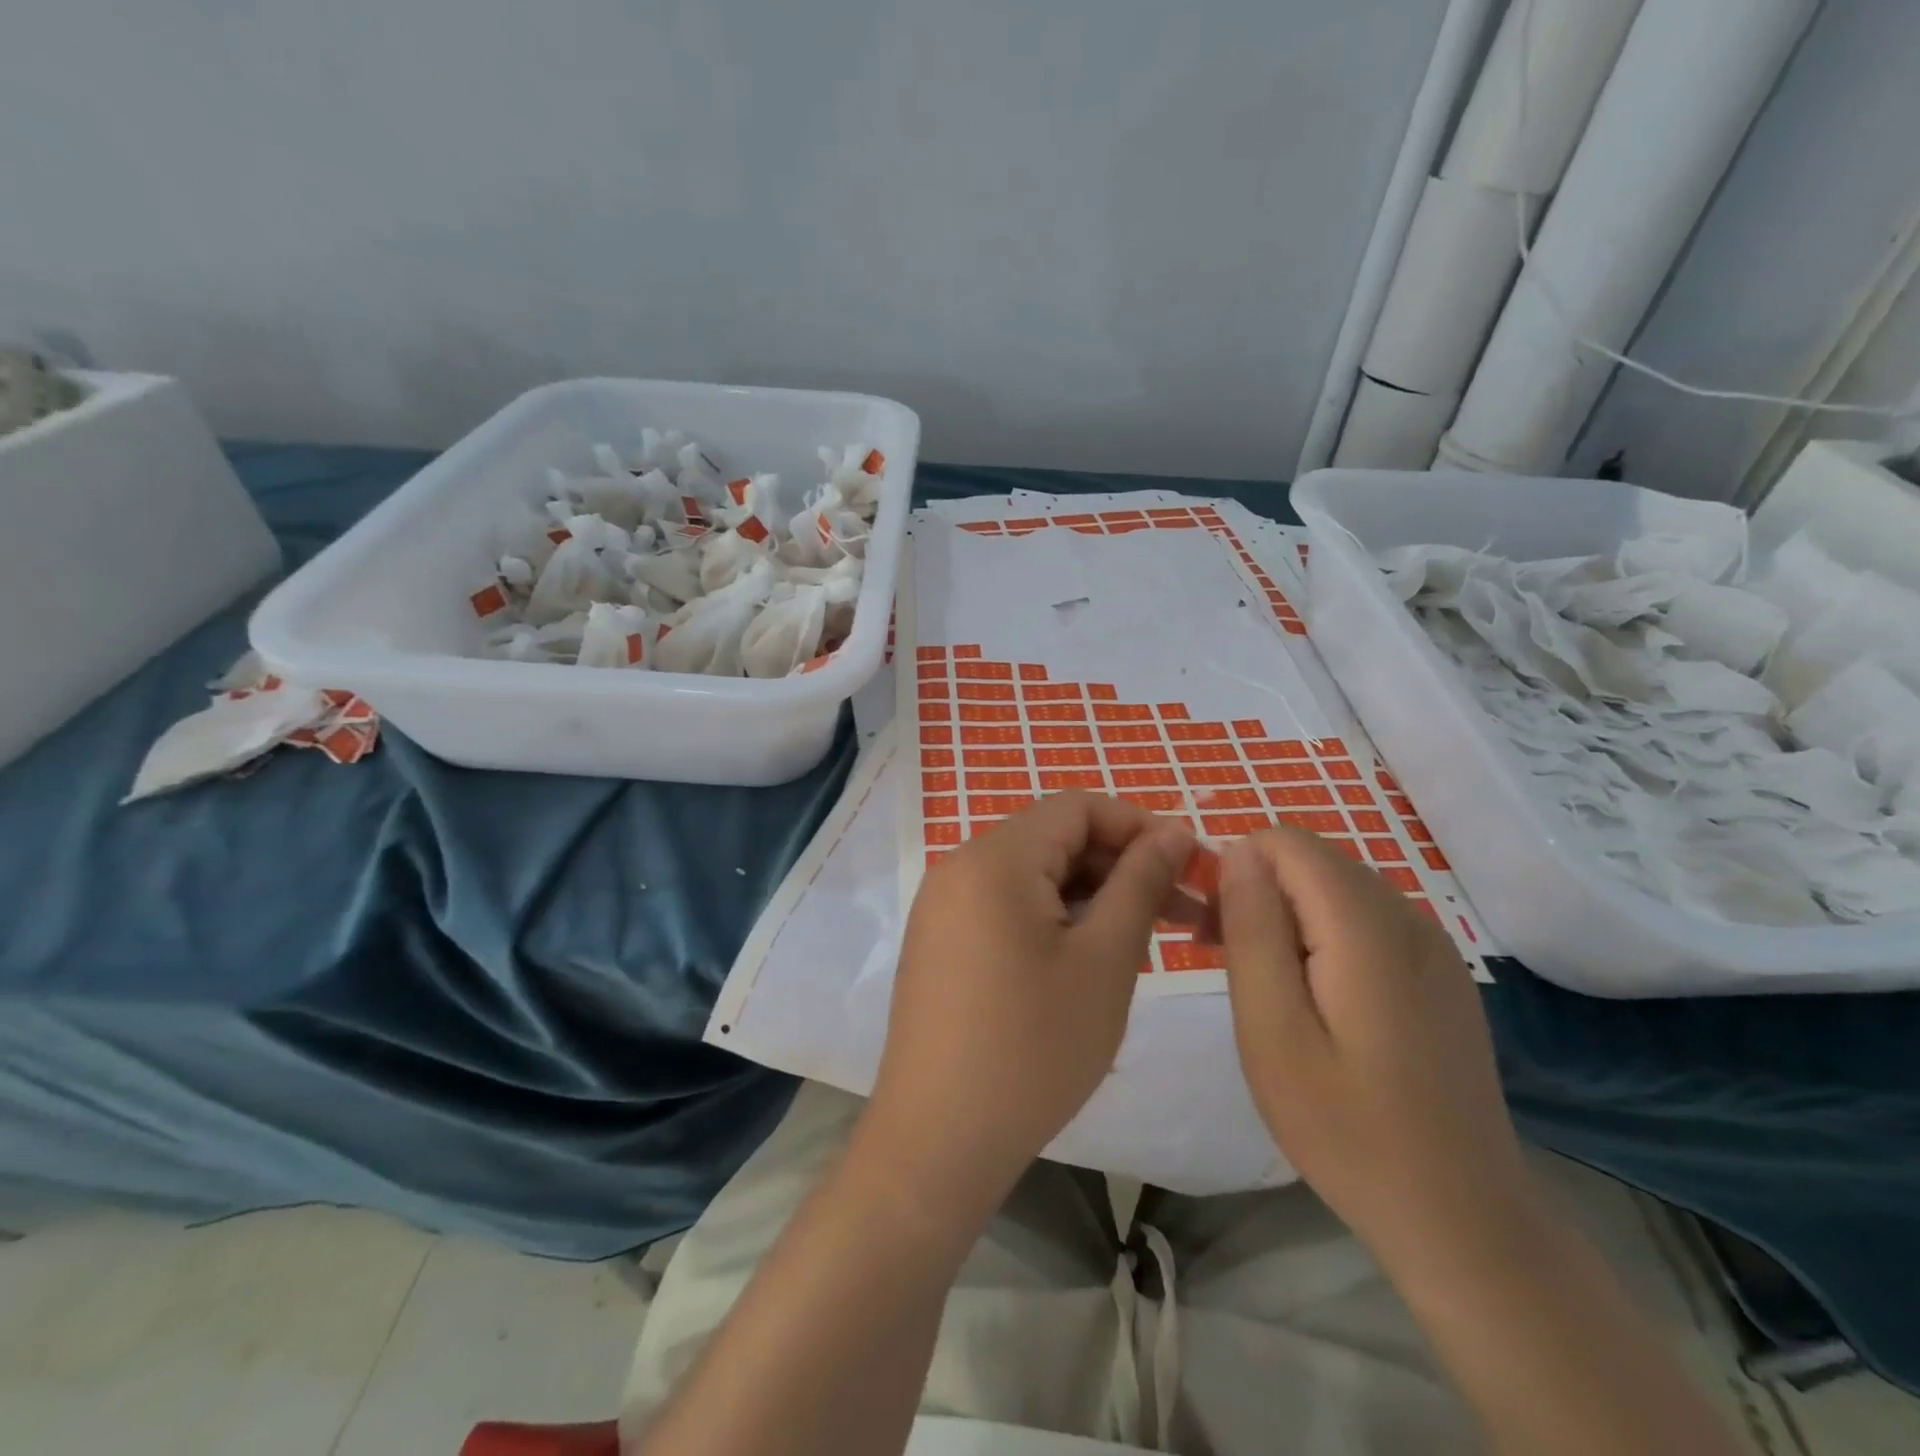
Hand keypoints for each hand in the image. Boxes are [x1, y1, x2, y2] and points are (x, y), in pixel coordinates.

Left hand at [863, 793, 1192, 1218]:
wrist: (938, 1139)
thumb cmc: (1033, 1049)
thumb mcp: (1104, 961)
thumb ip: (1139, 883)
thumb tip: (1173, 831)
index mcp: (995, 858)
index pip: (1077, 807)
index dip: (1138, 825)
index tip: (1188, 865)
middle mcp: (960, 866)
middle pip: (1053, 839)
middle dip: (1119, 865)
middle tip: (1180, 912)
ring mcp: (943, 905)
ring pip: (1032, 875)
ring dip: (1090, 895)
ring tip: (1142, 941)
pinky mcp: (940, 940)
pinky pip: (1005, 905)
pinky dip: (1052, 916)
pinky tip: (1086, 959)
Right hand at [1219, 830, 1539, 1278]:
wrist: (1460, 1215)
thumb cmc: (1347, 1127)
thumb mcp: (1272, 1029)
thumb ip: (1253, 929)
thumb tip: (1238, 852)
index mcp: (1365, 924)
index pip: (1285, 842)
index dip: (1236, 869)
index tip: (1211, 929)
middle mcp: (1407, 915)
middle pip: (1310, 860)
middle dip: (1257, 889)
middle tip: (1224, 959)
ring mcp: (1432, 942)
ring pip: (1334, 887)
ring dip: (1286, 913)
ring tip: (1262, 983)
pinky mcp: (1438, 970)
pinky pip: (1363, 919)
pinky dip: (1321, 934)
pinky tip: (1312, 997)